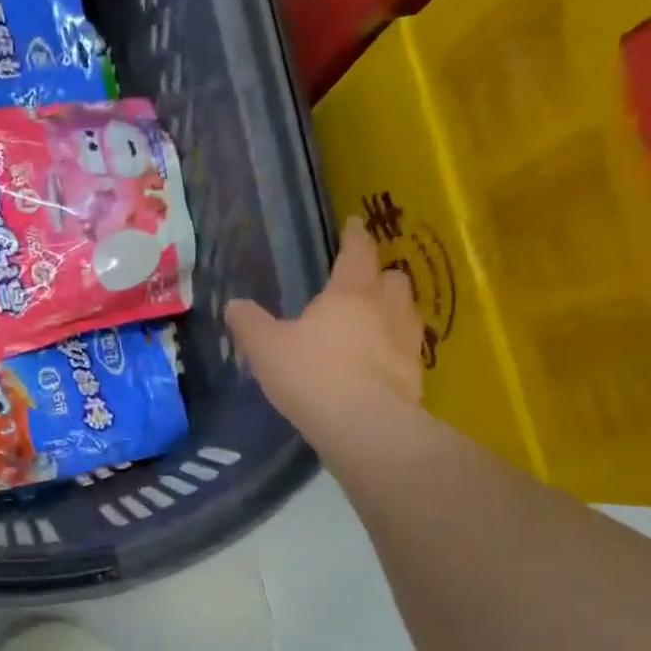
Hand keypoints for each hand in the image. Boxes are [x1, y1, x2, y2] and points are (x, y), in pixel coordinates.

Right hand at [226, 217, 425, 450]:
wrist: (364, 426)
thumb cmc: (312, 374)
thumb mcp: (266, 348)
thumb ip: (250, 324)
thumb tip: (234, 304)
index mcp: (349, 292)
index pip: (357, 252)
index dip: (354, 236)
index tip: (353, 224)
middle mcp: (386, 308)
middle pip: (393, 278)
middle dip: (380, 274)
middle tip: (363, 282)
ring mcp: (407, 342)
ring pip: (407, 311)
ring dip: (393, 309)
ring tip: (375, 319)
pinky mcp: (416, 375)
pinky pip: (408, 349)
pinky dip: (396, 347)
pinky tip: (380, 361)